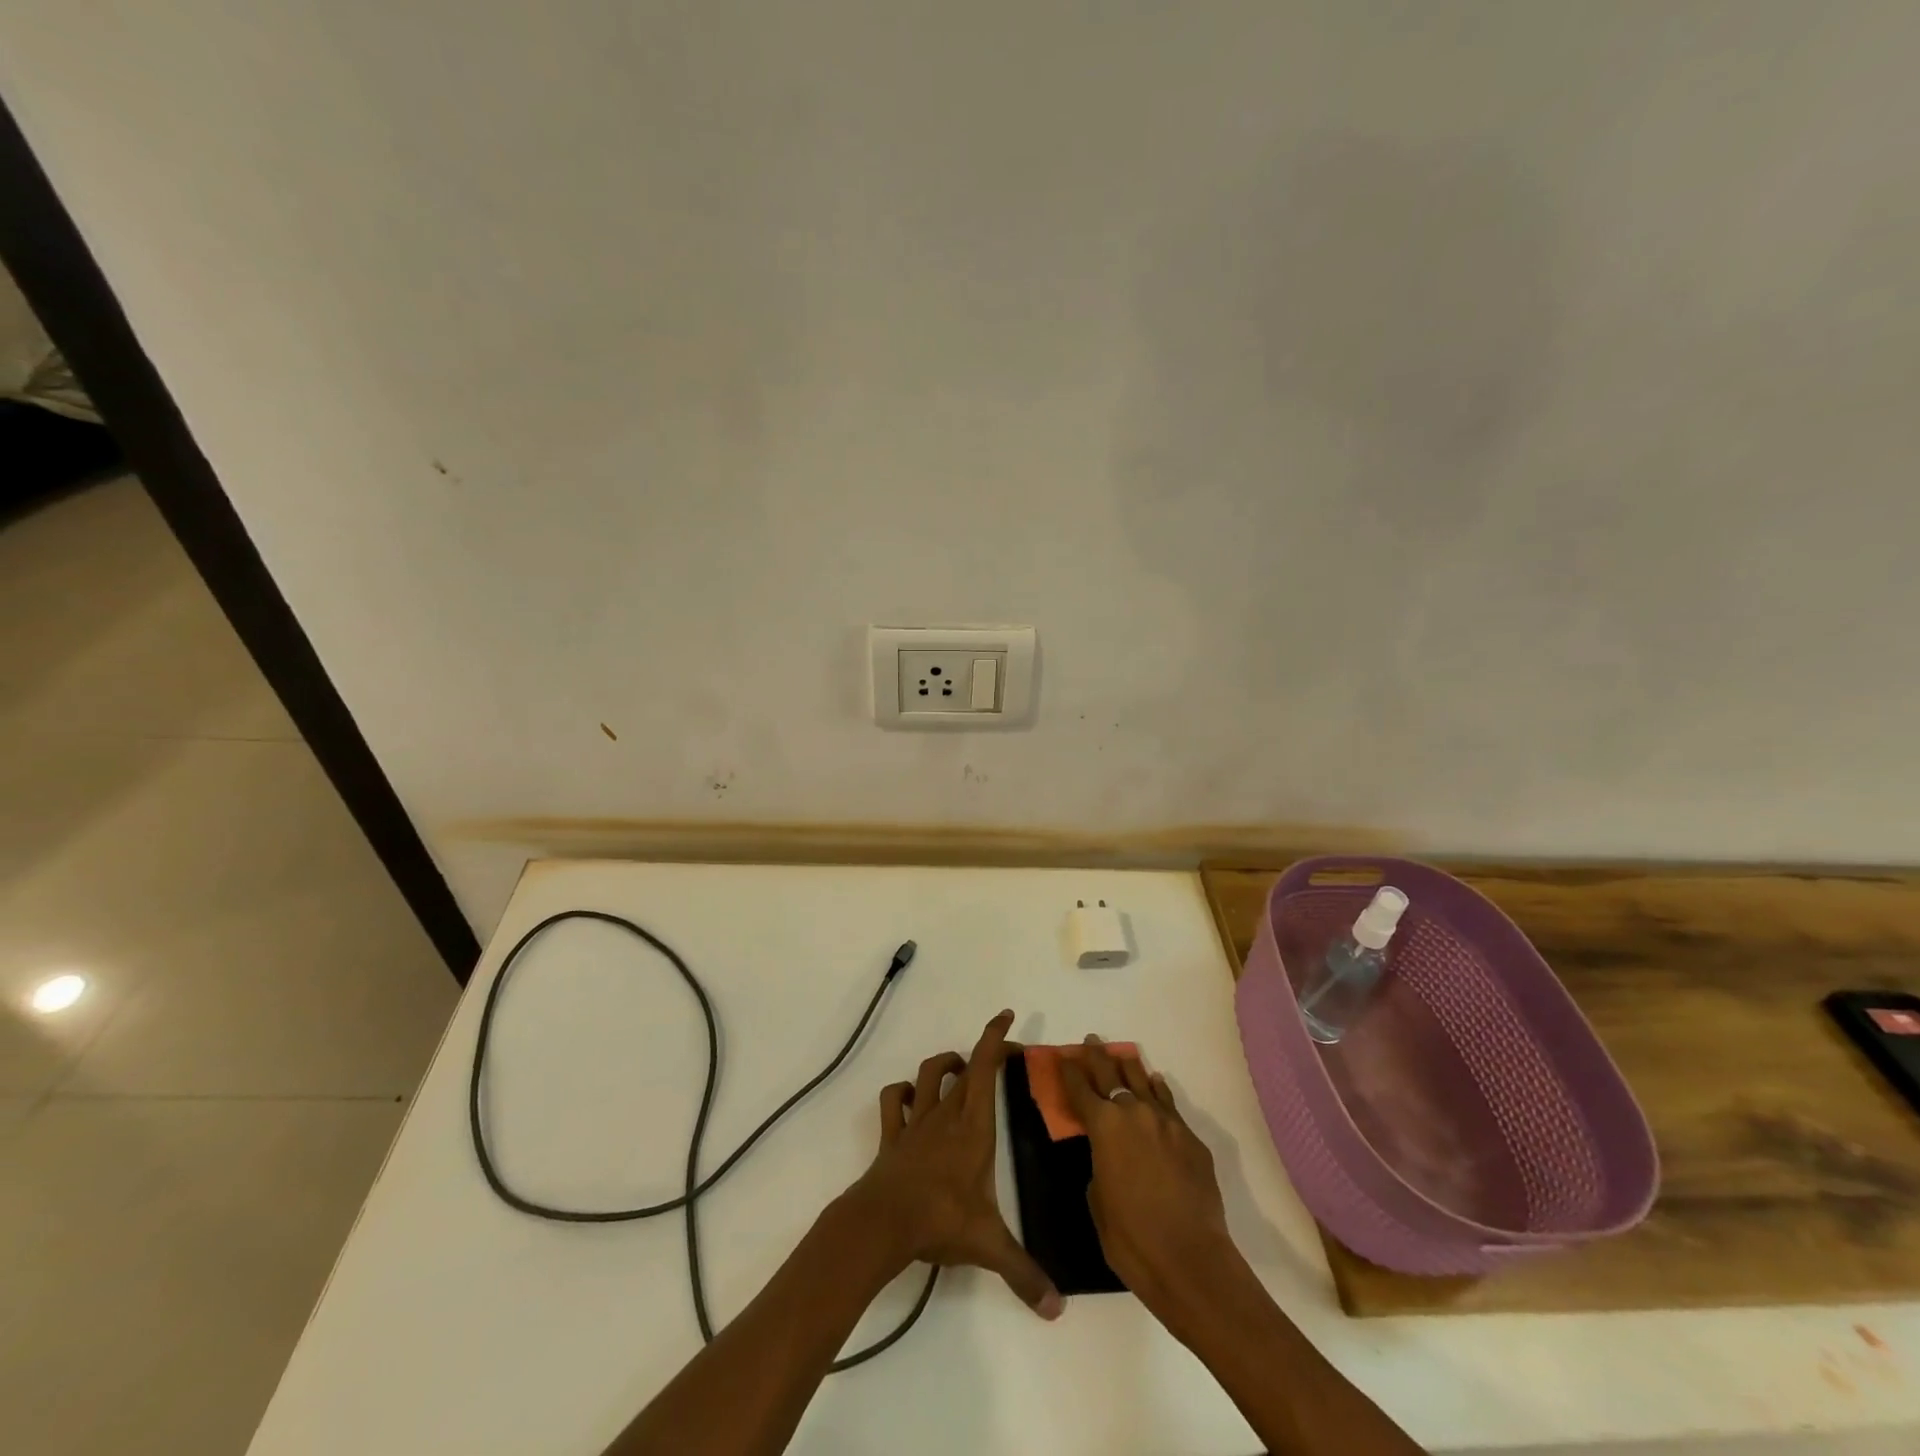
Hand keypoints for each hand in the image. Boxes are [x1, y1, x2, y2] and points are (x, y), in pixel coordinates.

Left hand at [845, 1010, 1062, 1319]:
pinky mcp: (893, 1136)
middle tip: (1001, 1055)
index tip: (1007, 1016)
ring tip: (959, 1068)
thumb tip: (1057, 1310)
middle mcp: (946, 1114)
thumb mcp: (989, 1245)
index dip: (995, 1038)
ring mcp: (916, 1122)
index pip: (986, 1068)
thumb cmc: (940, 1220)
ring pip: (929, 1075)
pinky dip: (902, 1093)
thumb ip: (1024, 1273)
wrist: (883, 1222)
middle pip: (965, 1068)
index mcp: (974, 1126)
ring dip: (945, 1065)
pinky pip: (894, 1101)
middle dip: (984, 1053)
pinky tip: (911, 1098)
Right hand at [1059, 1035, 1242, 1325]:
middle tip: (1091, 1041)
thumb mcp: (1098, 1201)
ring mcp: (1167, 1123)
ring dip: (1130, 1068)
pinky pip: (1169, 1104)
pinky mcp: (1192, 1139)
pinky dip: (1158, 1092)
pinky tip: (1156, 1084)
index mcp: (1104, 1126)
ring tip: (1122, 1055)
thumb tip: (1109, 1156)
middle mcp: (1134, 1113)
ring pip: (1144, 1082)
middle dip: (1098, 1057)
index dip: (1070, 1072)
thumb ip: (1099, 1166)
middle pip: (1111, 1074)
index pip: (1081, 1089)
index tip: (1063, 1057)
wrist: (1192, 1261)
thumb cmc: (1132, 1240)